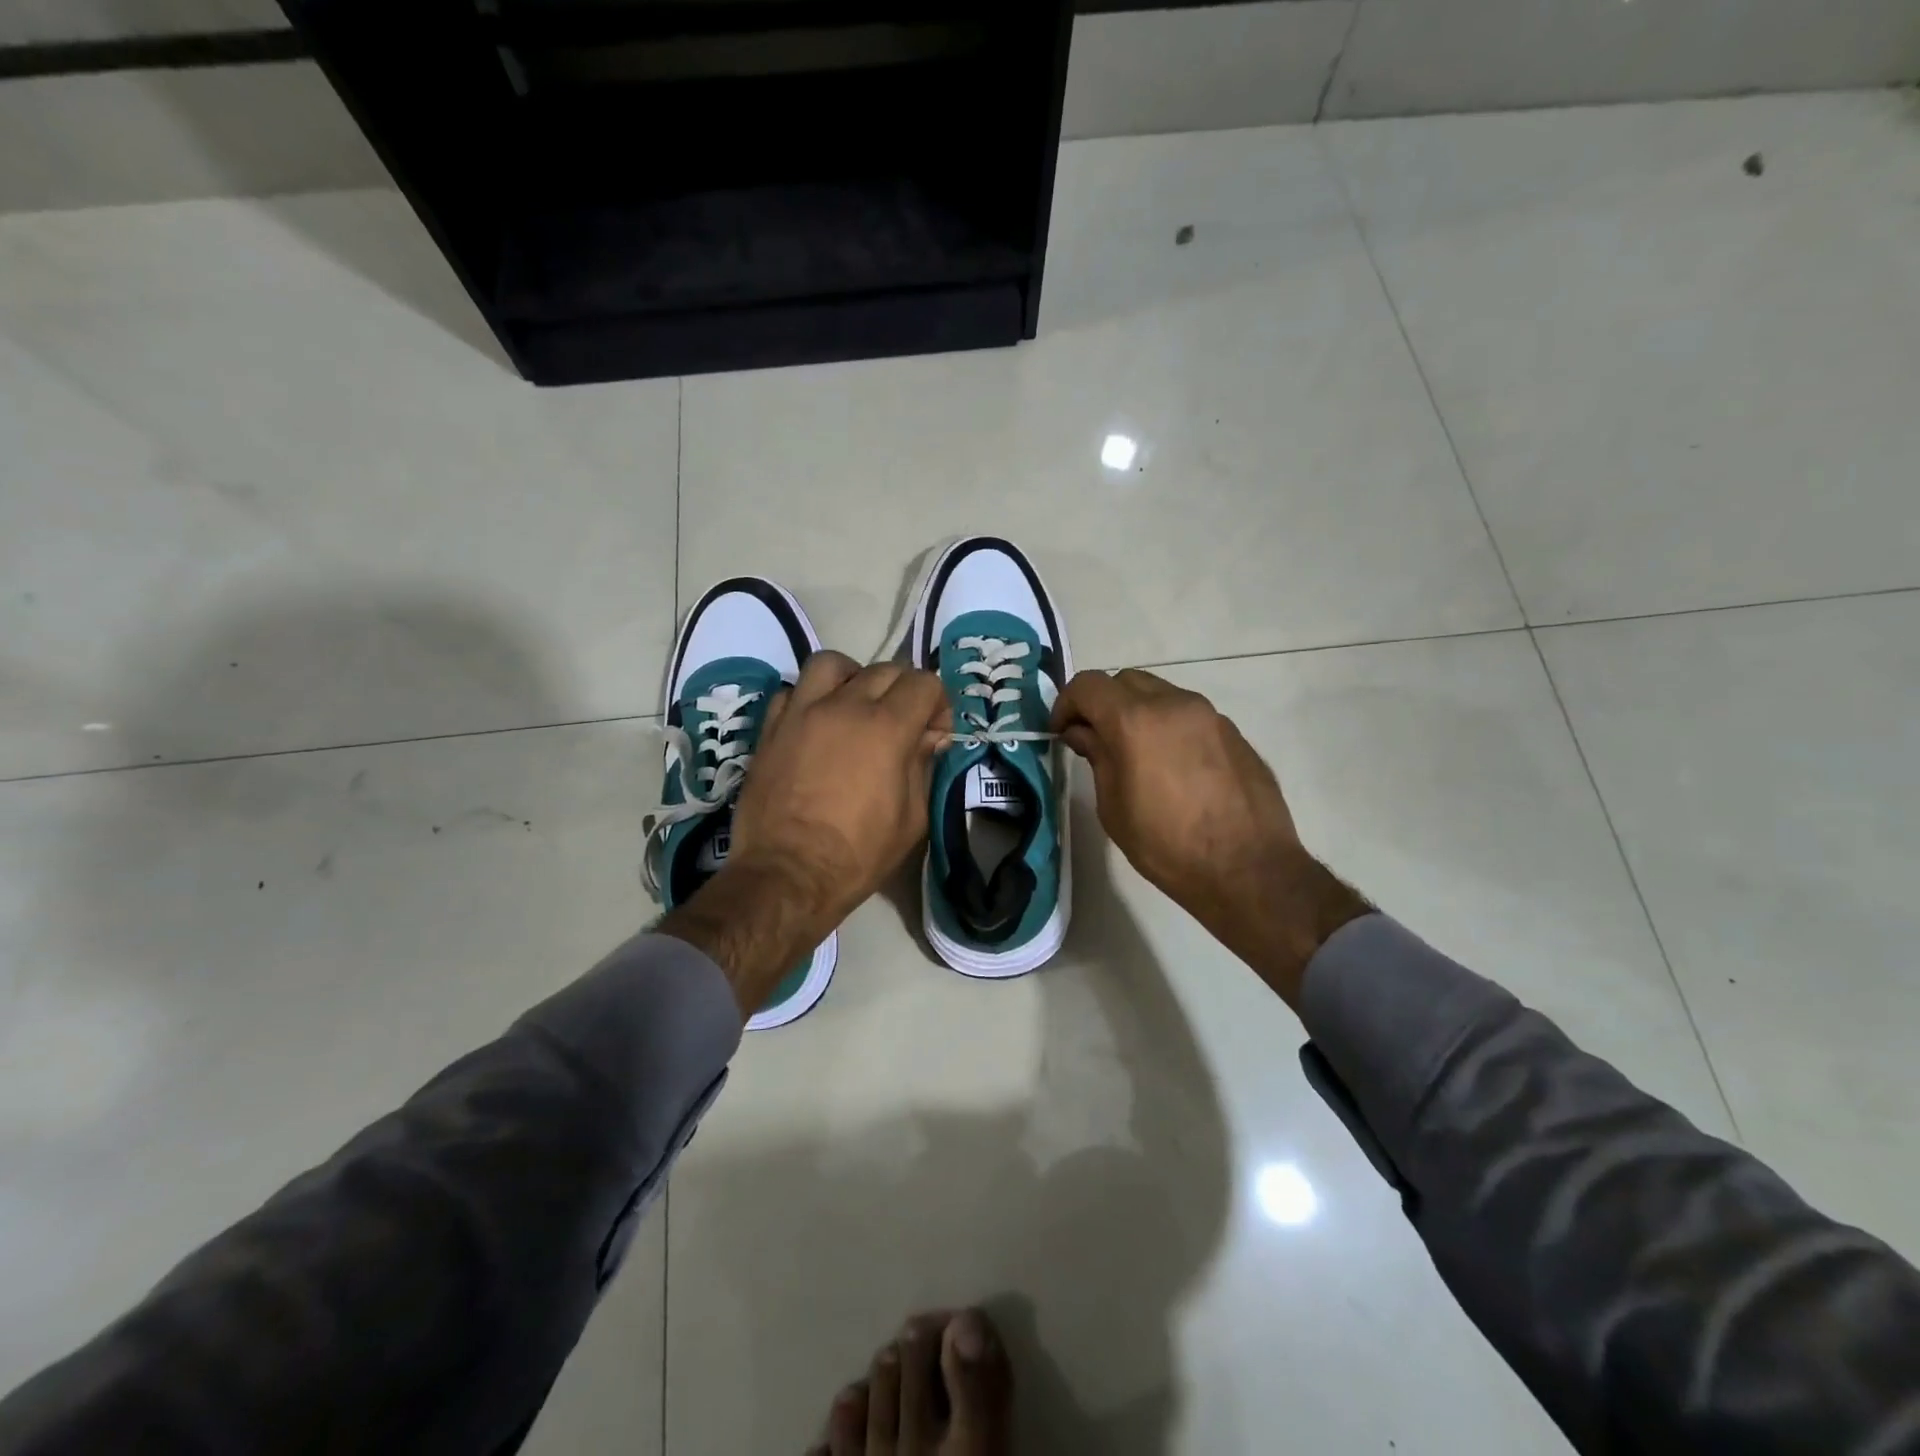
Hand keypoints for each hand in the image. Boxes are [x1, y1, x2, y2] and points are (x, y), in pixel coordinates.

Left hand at [662, 651, 948, 1020]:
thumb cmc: (858, 854)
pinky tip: (817, 724)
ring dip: (853, 678)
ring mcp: (802, 712)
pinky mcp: (771, 728)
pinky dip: (811, 698)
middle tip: (903, 724)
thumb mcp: (912, 818)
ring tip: (855, 706)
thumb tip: (930, 736)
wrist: (787, 874)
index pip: (924, 683)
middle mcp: (845, 706)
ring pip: (832, 664)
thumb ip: (923, 766)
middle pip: (885, 669)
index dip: (938, 704)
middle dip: (904, 691)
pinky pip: (794, 691)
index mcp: (887, 728)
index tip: (935, 733)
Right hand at [1051, 668, 1368, 1005]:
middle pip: (1125, 681)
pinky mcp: (1233, 731)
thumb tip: (1083, 732)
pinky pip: (1188, 715)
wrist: (1248, 869)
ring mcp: (1209, 715)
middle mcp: (1174, 704)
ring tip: (1134, 753)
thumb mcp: (1113, 807)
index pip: (1088, 685)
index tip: (1061, 731)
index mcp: (1135, 720)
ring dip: (1137, 712)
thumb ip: (1097, 758)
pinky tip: (1172, 767)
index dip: (1066, 703)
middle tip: (1095, 739)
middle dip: (1103, 703)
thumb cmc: (1167, 845)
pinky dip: (1168, 726)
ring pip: (1160, 693)